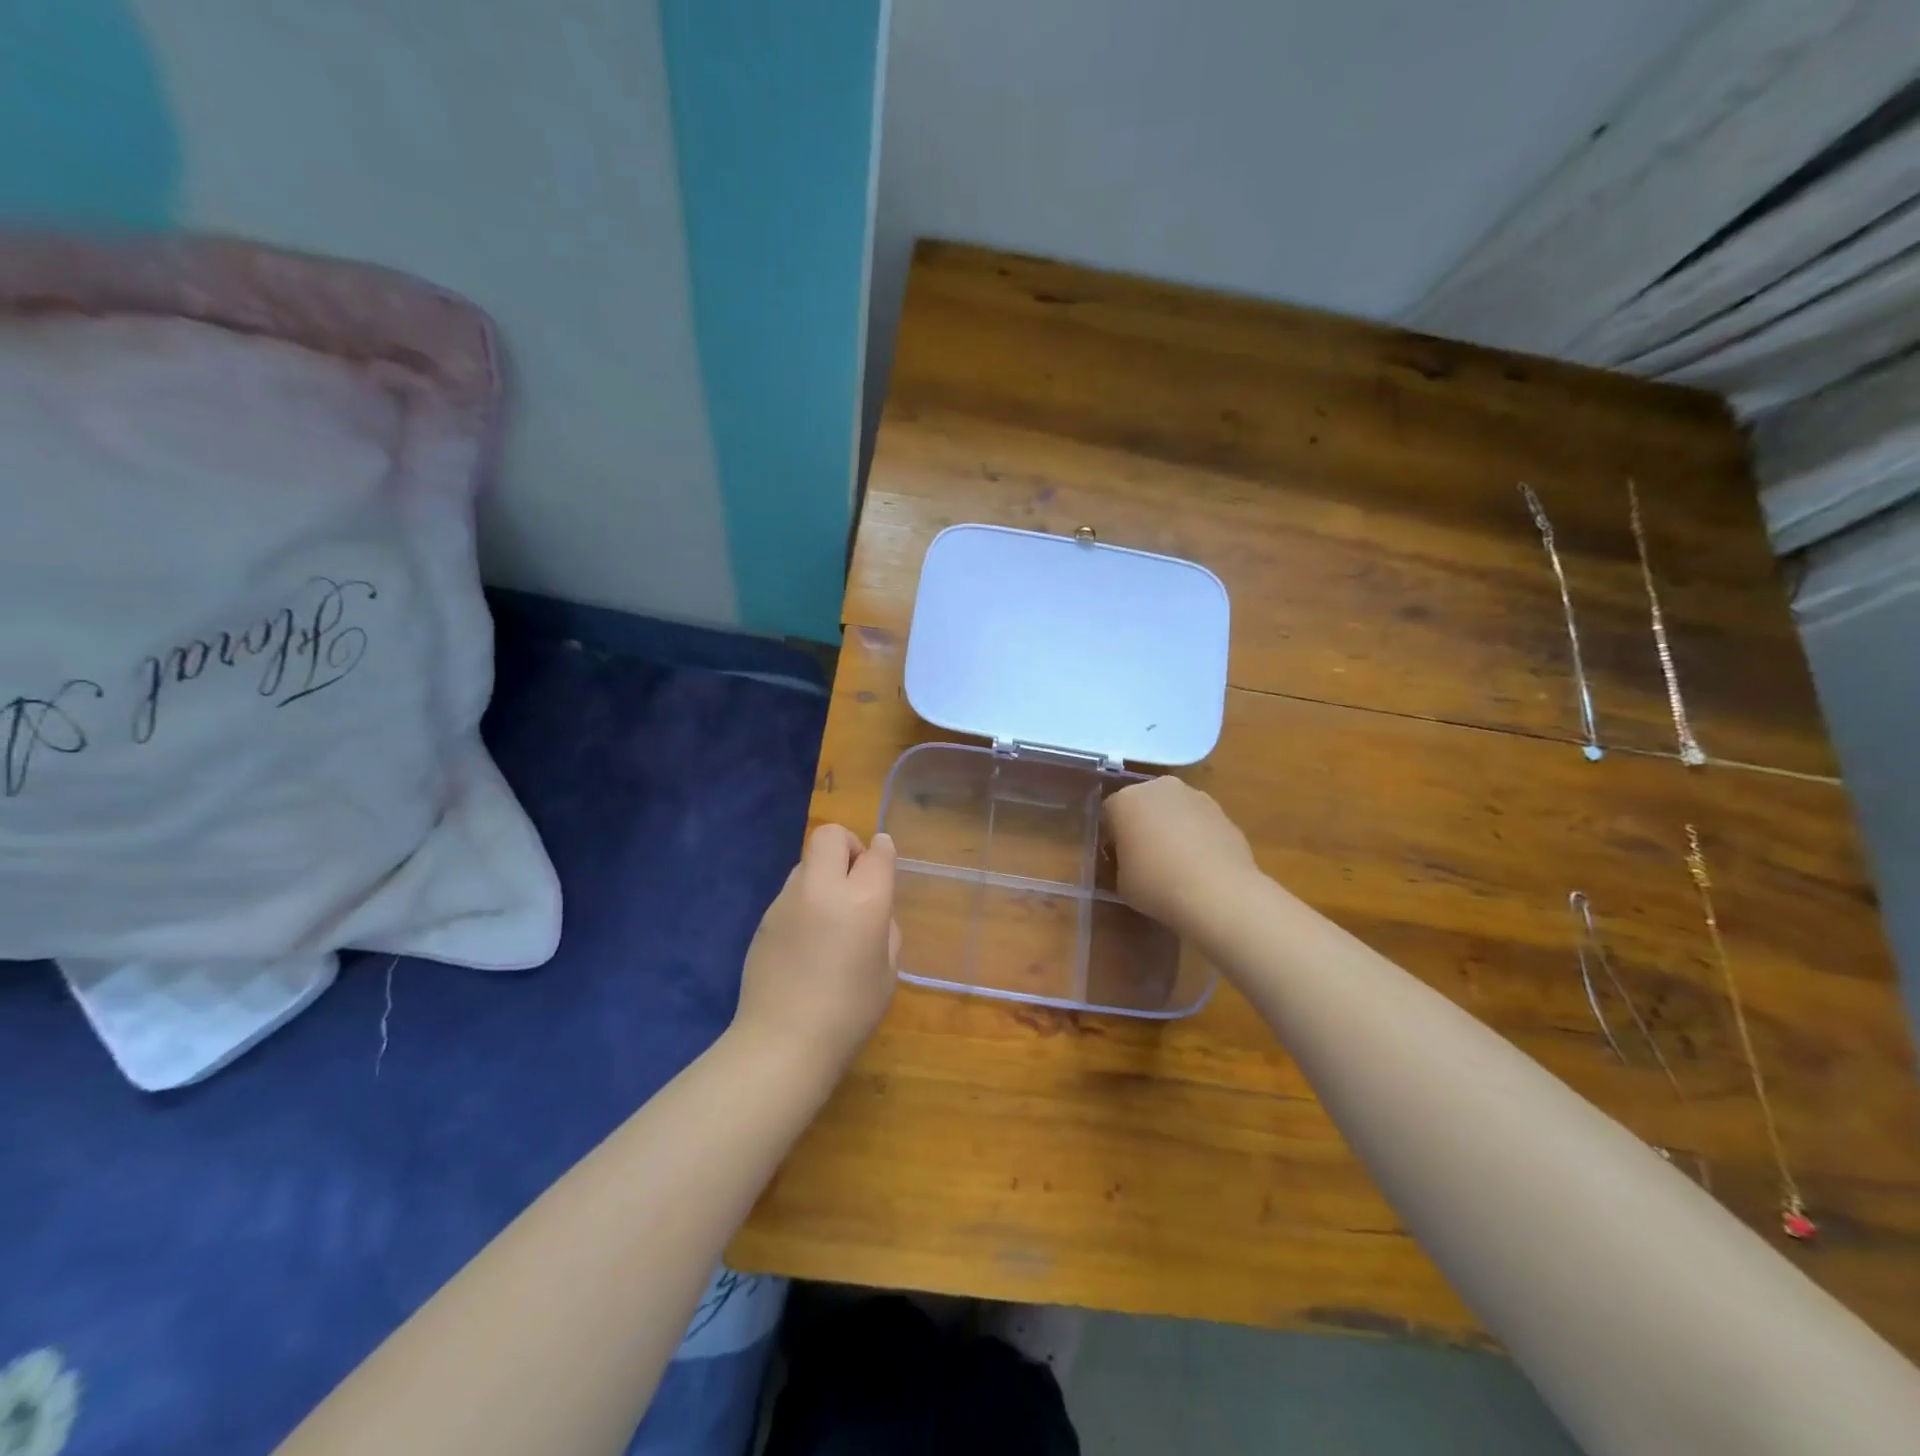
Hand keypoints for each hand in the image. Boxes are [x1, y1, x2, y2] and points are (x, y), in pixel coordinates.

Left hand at [734, 824, 899, 1075]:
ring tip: (830, 915)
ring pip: (807, 862)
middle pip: (831, 836)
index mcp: (863, 901)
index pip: (876, 852)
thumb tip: (874, 909)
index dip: (883, 851)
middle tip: (856, 880)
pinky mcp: (764, 918)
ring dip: (824, 874)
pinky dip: (805, 900)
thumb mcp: (887, 972)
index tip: (883, 859)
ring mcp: (787, 901)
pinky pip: (791, 893)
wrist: (782, 1043)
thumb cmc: (849, 1013)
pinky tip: (807, 939)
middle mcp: (822, 889)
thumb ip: (885, 928)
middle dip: (848, 846)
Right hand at [1102, 776, 1258, 931]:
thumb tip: (1131, 861)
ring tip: (1177, 864)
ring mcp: (1195, 796)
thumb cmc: (1157, 884)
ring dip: (1171, 827)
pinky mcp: (1223, 811)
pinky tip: (1201, 866)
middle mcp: (1159, 788)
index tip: (1118, 859)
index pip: (1110, 812)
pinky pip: (1199, 822)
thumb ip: (1121, 862)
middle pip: (1143, 803)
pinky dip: (1197, 836)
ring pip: (1174, 809)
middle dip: (1142, 824)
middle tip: (1145, 857)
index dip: (1113, 836)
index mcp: (1125, 800)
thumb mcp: (1120, 882)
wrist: (1219, 893)